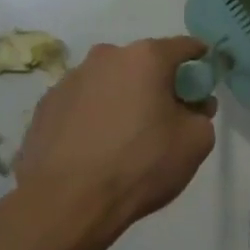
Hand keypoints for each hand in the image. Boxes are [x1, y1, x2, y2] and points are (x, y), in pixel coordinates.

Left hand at [14, 36, 216, 236]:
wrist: (67, 203)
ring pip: (110, 83)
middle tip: (166, 117)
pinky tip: (97, 149)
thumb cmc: (141, 165)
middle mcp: (105, 58)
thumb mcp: (196, 142)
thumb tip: (192, 106)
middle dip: (158, 83)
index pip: (185, 47)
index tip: (204, 83)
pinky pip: (82, 104)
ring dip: (123, 99)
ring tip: (126, 138)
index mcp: (145, 58)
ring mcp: (69, 80)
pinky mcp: (45, 107)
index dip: (200, 62)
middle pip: (143, 64)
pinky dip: (94, 117)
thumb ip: (202, 114)